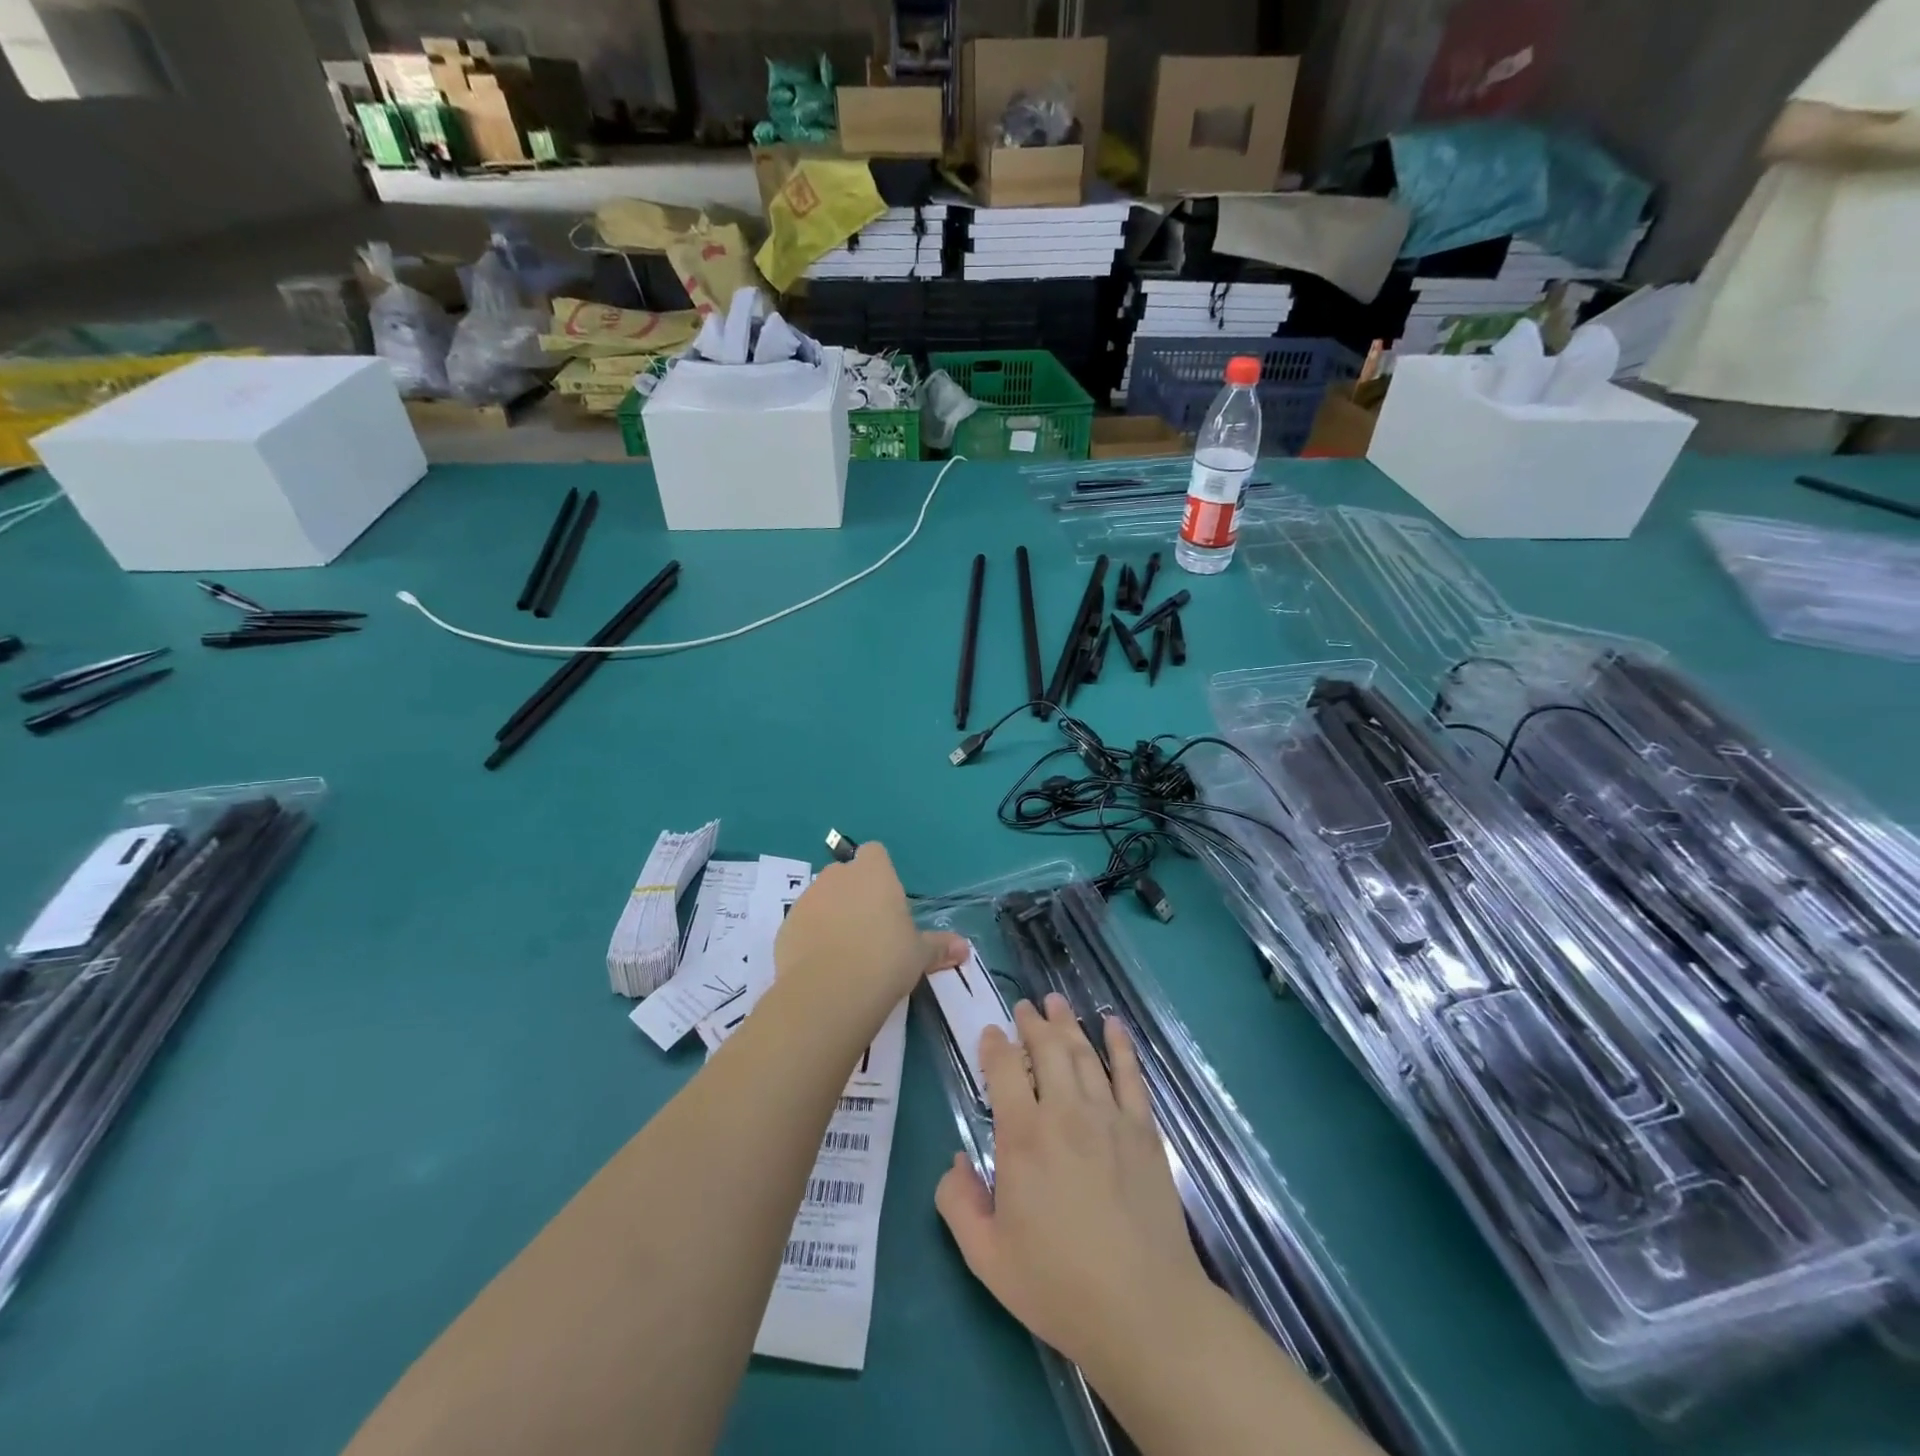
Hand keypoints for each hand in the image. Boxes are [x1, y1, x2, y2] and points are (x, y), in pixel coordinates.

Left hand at [774, 842, 967, 1007]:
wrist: (830, 991)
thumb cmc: (885, 960)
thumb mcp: (919, 955)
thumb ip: (939, 947)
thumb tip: (964, 948)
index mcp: (874, 873)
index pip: (875, 853)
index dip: (880, 872)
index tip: (887, 900)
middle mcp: (837, 877)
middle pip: (845, 875)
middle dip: (854, 894)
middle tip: (870, 929)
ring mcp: (807, 900)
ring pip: (821, 898)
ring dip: (830, 915)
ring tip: (845, 952)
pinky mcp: (785, 926)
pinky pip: (802, 925)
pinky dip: (810, 938)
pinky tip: (822, 966)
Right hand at [934, 994, 1209, 1373]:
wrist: (1143, 1309)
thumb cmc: (1058, 1285)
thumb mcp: (986, 1257)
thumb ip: (958, 1203)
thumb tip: (956, 1160)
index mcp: (1023, 1137)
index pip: (1005, 1069)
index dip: (995, 1045)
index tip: (991, 1033)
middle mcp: (1065, 1112)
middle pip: (1047, 1049)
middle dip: (1032, 1023)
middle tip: (1025, 1007)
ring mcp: (1108, 1116)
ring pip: (1084, 1054)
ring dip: (1067, 1024)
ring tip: (1056, 1002)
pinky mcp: (1143, 1129)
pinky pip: (1130, 1075)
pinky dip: (1120, 1045)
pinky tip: (1113, 1025)